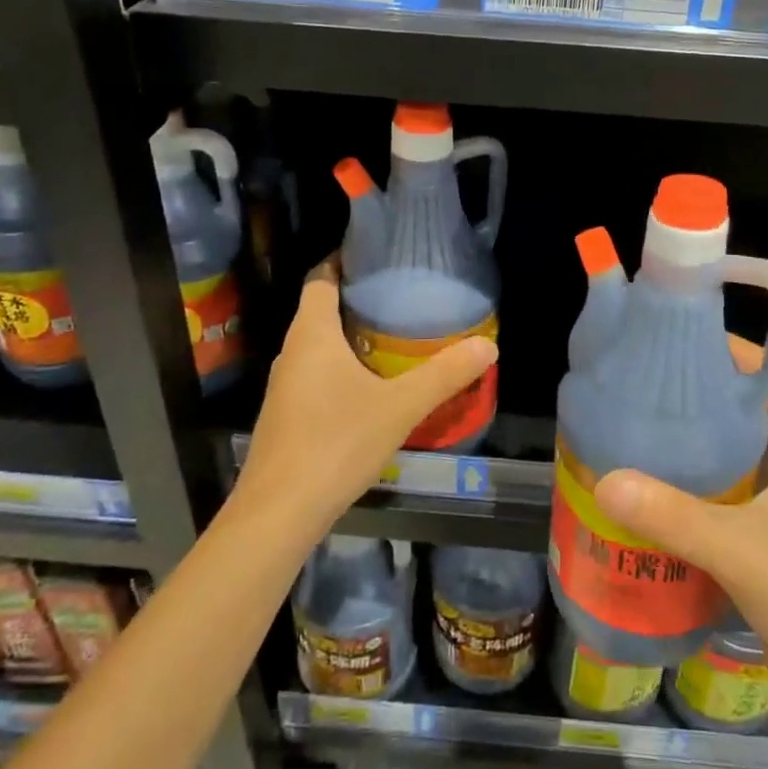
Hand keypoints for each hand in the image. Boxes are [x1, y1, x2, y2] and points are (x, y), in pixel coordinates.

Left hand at [234, 257, 498, 543]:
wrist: (279, 512)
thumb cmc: (336, 443)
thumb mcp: (400, 407)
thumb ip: (444, 375)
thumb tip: (488, 345)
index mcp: (312, 334)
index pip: (320, 278)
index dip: (343, 260)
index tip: (377, 256)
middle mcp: (291, 352)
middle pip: (319, 309)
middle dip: (356, 299)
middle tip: (401, 296)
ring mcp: (284, 386)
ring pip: (317, 345)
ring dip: (349, 336)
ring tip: (393, 335)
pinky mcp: (285, 415)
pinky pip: (314, 374)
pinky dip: (340, 367)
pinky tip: (370, 386)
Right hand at [590, 338, 767, 729]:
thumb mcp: (746, 552)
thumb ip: (674, 516)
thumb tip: (604, 481)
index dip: (725, 350)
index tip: (670, 338)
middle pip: (742, 412)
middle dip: (694, 399)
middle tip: (633, 386)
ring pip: (731, 459)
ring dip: (688, 450)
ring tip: (628, 433)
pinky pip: (723, 502)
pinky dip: (690, 494)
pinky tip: (645, 496)